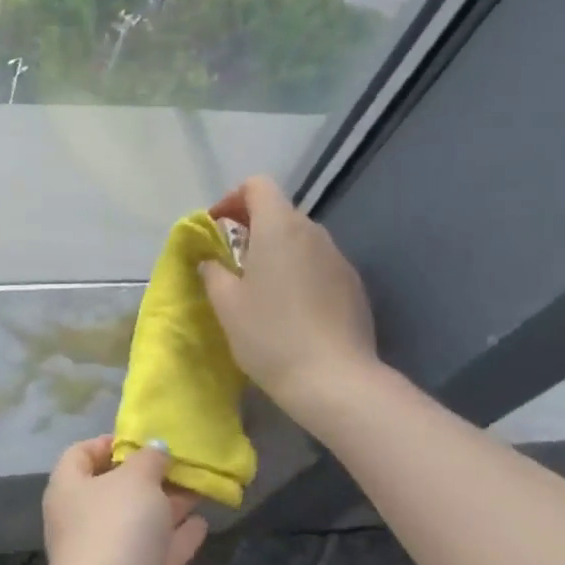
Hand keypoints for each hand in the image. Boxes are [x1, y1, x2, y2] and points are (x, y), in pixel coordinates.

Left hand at [42, 436, 207, 564]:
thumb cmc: (117, 527)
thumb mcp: (135, 479)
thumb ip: (149, 459)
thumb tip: (155, 449)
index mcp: (69, 489)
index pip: (80, 455)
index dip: (108, 443)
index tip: (142, 438)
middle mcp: (83, 520)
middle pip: (115, 490)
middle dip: (148, 476)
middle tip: (183, 462)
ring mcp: (109, 554)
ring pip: (140, 522)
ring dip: (168, 505)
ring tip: (201, 487)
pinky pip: (158, 552)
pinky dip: (178, 537)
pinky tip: (202, 523)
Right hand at [202, 175, 378, 423]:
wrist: (333, 379)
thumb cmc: (269, 334)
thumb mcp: (226, 304)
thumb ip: (213, 271)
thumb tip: (211, 260)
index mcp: (279, 228)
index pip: (257, 186)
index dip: (232, 199)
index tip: (215, 228)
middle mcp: (313, 233)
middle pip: (279, 212)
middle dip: (251, 228)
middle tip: (230, 263)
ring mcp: (338, 258)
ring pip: (300, 240)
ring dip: (275, 252)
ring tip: (258, 289)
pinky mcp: (353, 285)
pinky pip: (318, 264)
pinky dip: (298, 272)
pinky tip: (289, 310)